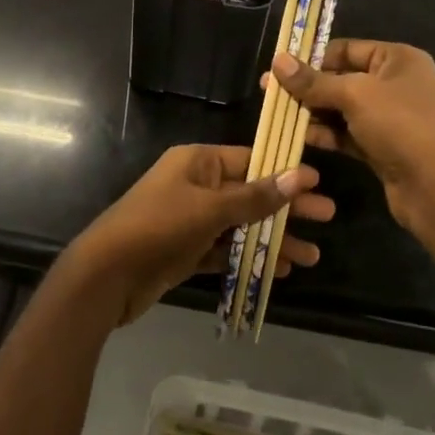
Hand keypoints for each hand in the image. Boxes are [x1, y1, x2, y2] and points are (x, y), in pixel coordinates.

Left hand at [67, 144, 335, 325]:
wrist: (107, 275)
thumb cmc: (158, 227)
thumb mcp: (210, 209)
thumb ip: (255, 197)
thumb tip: (298, 176)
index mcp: (198, 162)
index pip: (250, 160)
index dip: (284, 171)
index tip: (318, 183)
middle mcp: (196, 185)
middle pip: (251, 193)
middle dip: (287, 208)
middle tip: (328, 217)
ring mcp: (191, 220)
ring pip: (242, 225)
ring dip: (274, 239)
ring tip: (312, 257)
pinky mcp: (187, 251)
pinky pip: (226, 250)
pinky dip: (250, 258)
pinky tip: (279, 270)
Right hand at [271, 40, 434, 238]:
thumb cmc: (400, 126)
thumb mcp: (354, 95)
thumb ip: (313, 81)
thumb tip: (277, 60)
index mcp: (397, 59)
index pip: (346, 49)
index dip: (312, 57)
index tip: (279, 68)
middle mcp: (394, 84)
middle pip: (341, 78)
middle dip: (307, 87)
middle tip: (269, 93)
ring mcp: (388, 117)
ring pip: (341, 108)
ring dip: (312, 112)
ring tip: (277, 116)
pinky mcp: (381, 146)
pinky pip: (346, 133)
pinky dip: (325, 134)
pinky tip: (299, 137)